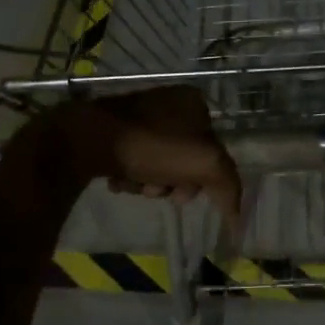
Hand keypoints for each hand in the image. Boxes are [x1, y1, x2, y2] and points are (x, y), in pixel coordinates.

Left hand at [66, 87, 242, 231]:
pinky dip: (129, 175)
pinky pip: (134, 160)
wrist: (87, 138)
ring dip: (149, 183)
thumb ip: (228, 188)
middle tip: (155, 188)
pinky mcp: (114, 129)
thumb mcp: (204, 164)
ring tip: (132, 183)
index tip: (182, 191)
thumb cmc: (151, 145)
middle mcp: (169, 103)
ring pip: (159, 164)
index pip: (213, 150)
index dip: (202, 177)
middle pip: (185, 160)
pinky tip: (118, 178)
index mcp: (194, 102)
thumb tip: (238, 221)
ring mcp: (139, 115)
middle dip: (171, 183)